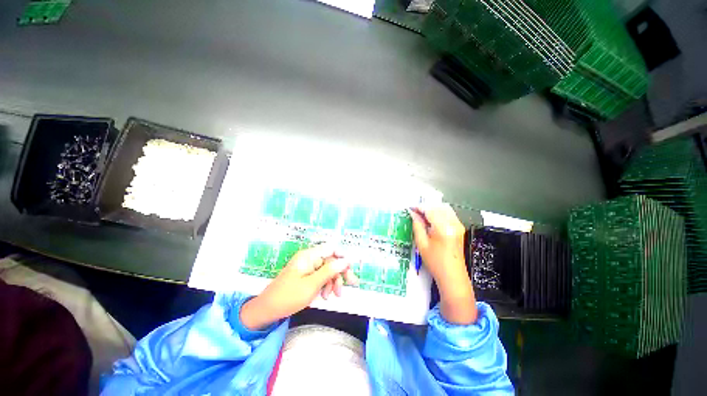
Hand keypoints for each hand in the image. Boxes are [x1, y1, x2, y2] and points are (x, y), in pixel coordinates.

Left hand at [240, 245, 358, 329]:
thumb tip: (345, 260)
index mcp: (309, 256)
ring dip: (333, 281)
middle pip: (331, 260)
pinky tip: (325, 296)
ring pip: (327, 270)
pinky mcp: (306, 276)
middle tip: (351, 284)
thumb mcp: (312, 284)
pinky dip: (326, 285)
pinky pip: (321, 277)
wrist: (267, 310)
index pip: (330, 248)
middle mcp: (309, 258)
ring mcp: (307, 267)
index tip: (349, 269)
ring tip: (334, 295)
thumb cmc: (289, 296)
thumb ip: (330, 271)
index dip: (342, 256)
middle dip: (340, 273)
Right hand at [411, 203, 476, 324]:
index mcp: (443, 228)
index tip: (410, 208)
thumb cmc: (435, 262)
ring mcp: (458, 225)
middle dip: (425, 207)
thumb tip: (413, 213)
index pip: (430, 210)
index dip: (419, 207)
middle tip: (414, 212)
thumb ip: (417, 225)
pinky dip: (439, 213)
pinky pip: (449, 214)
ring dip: (432, 209)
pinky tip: (431, 220)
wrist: (452, 276)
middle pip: (438, 207)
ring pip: (444, 209)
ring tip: (421, 215)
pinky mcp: (460, 228)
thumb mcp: (422, 244)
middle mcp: (453, 223)